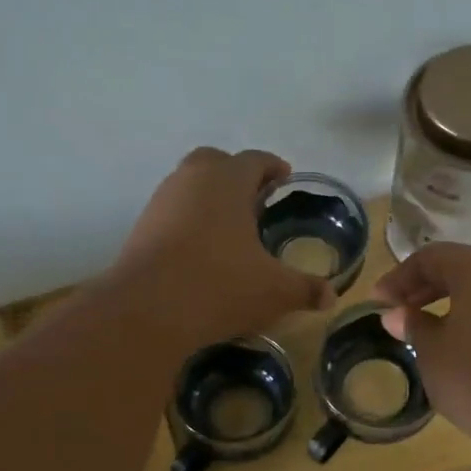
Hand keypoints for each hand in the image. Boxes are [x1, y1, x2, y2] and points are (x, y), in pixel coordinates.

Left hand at [111, 147, 333, 350]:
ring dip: (209, 197)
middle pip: (216, 161)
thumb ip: (305, 289)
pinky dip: (188, 220)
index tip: (284, 179)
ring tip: (229, 228)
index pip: (255, 160)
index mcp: (228, 180)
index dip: (273, 167)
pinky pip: (171, 211)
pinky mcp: (140, 227)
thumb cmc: (219, 287)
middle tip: (255, 200)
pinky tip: (200, 250)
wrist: (147, 311)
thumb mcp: (274, 292)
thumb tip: (330, 297)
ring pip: (189, 185)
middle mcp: (191, 179)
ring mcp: (161, 201)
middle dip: (236, 175)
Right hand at [372, 243, 470, 459]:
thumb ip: (413, 326)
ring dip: (458, 301)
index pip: (430, 258)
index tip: (378, 302)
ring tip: (435, 329)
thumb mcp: (433, 355)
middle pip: (463, 266)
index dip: (399, 278)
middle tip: (402, 312)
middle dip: (428, 287)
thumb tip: (398, 314)